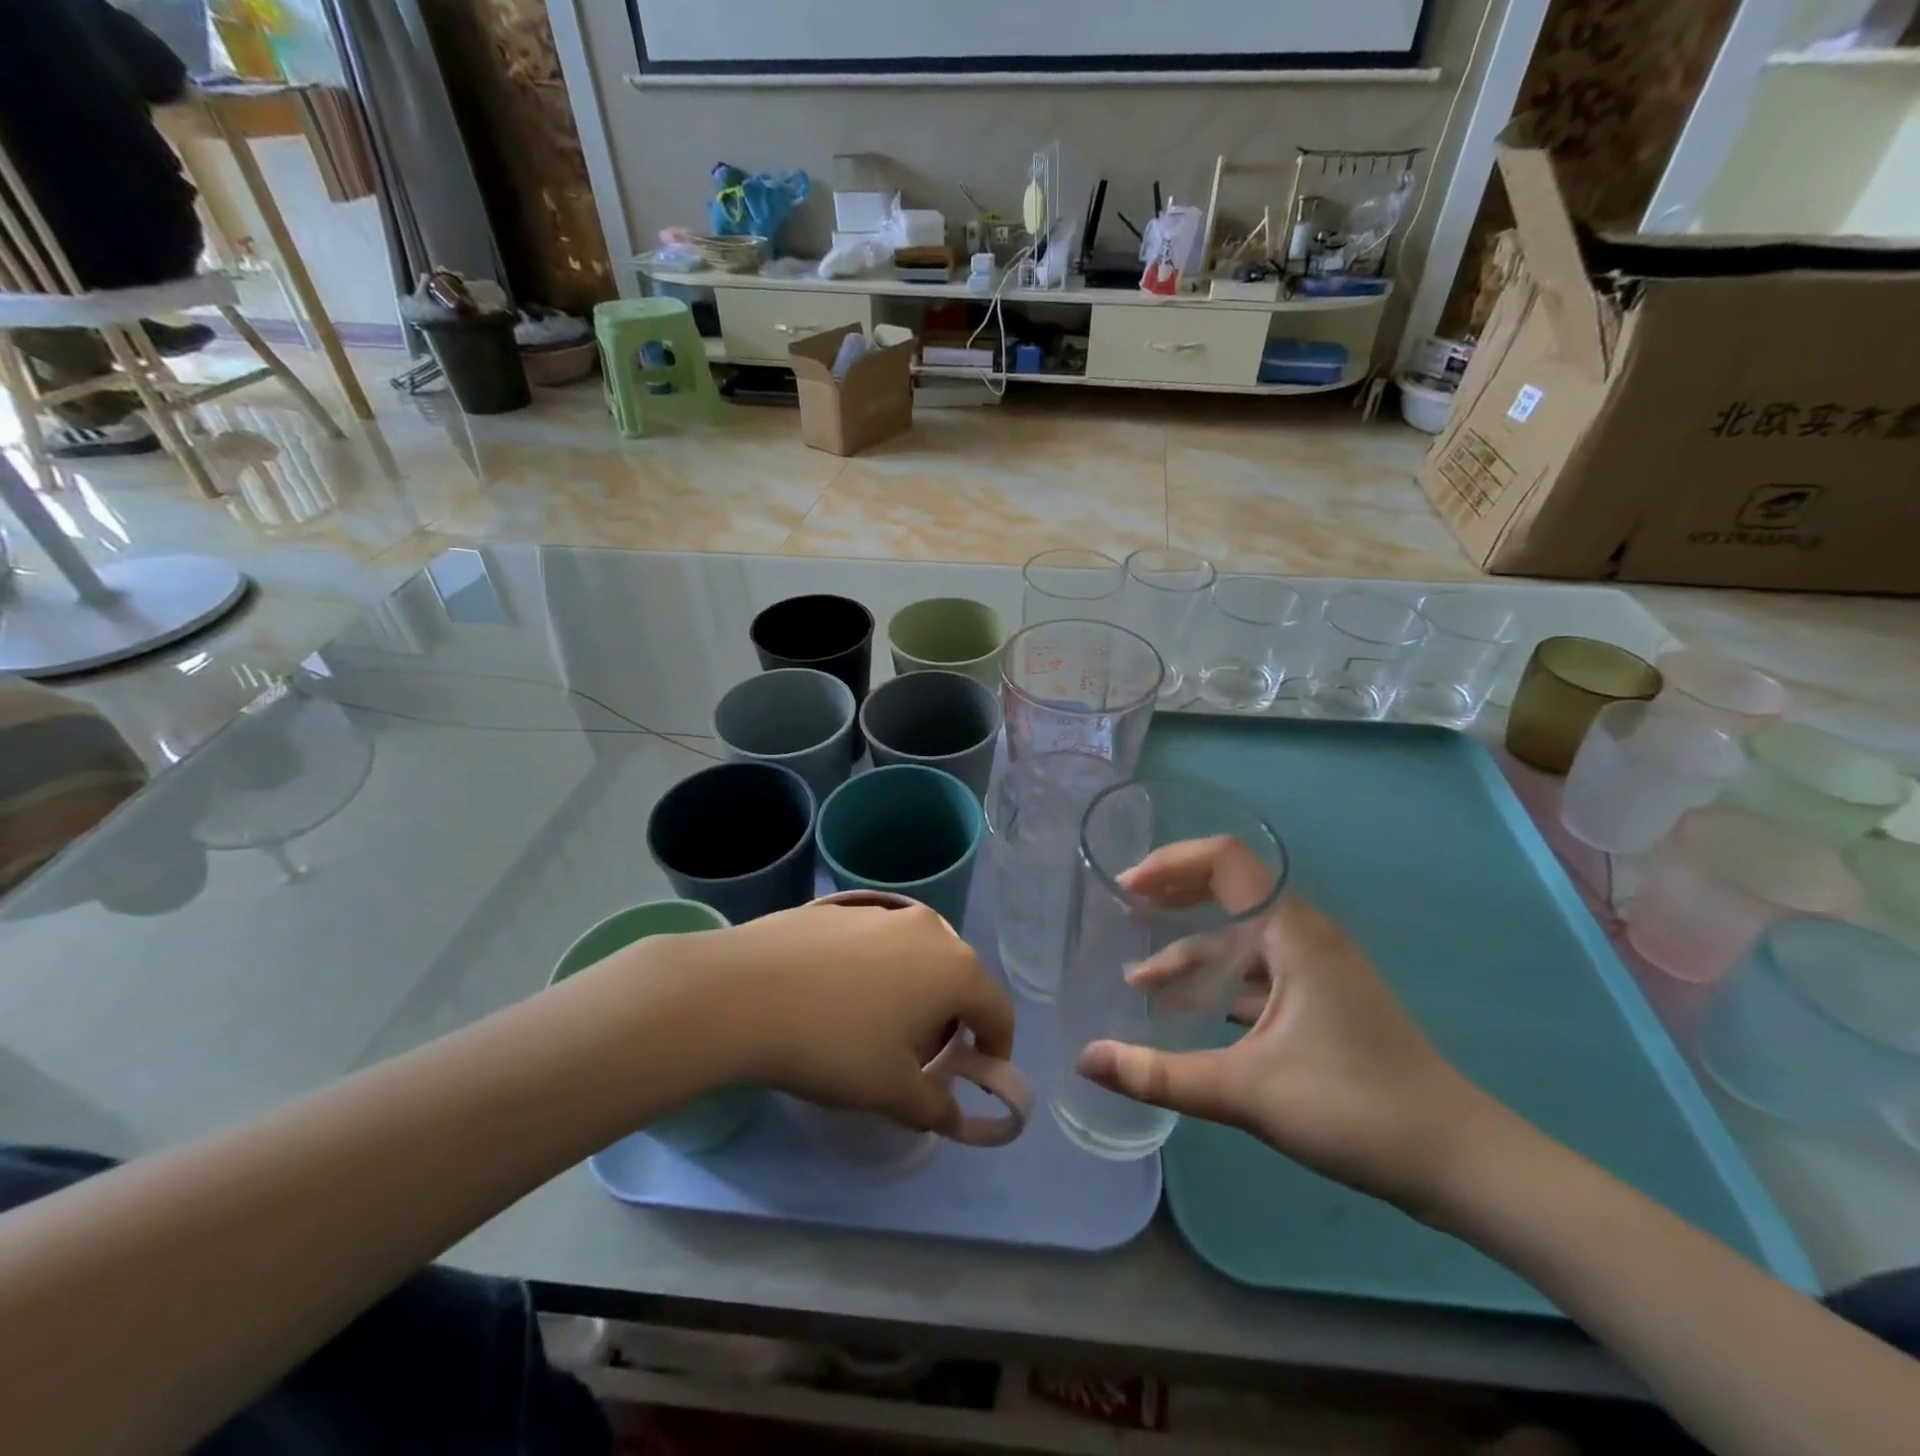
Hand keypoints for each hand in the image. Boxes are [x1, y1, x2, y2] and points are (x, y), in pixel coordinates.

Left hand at [688, 902, 1015, 1135]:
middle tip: (924, 1054)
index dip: (997, 1047)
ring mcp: (882, 912)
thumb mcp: (892, 1091)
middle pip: (957, 977)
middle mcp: (928, 929)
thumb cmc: (835, 1044)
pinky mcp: (841, 908)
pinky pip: (875, 944)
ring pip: (916, 956)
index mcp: (955, 968)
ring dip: (912, 990)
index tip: (979, 1074)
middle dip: (952, 1017)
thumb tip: (952, 1113)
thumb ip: (935, 1106)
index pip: (998, 1010)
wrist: (744, 992)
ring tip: (876, 1026)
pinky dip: (874, 971)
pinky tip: (835, 997)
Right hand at [1074, 837, 1488, 1211]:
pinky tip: (1187, 1016)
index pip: (1226, 861)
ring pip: (1240, 943)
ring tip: (1139, 982)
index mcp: (1293, 933)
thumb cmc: (1357, 1109)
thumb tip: (1085, 1061)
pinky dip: (1216, 986)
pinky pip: (1256, 975)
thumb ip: (1161, 1075)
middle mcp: (1304, 937)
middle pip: (1229, 892)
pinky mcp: (1321, 1003)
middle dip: (1173, 898)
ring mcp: (1316, 971)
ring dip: (1189, 954)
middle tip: (1123, 912)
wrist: (1461, 1163)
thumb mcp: (1248, 1091)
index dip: (1171, 863)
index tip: (1125, 888)